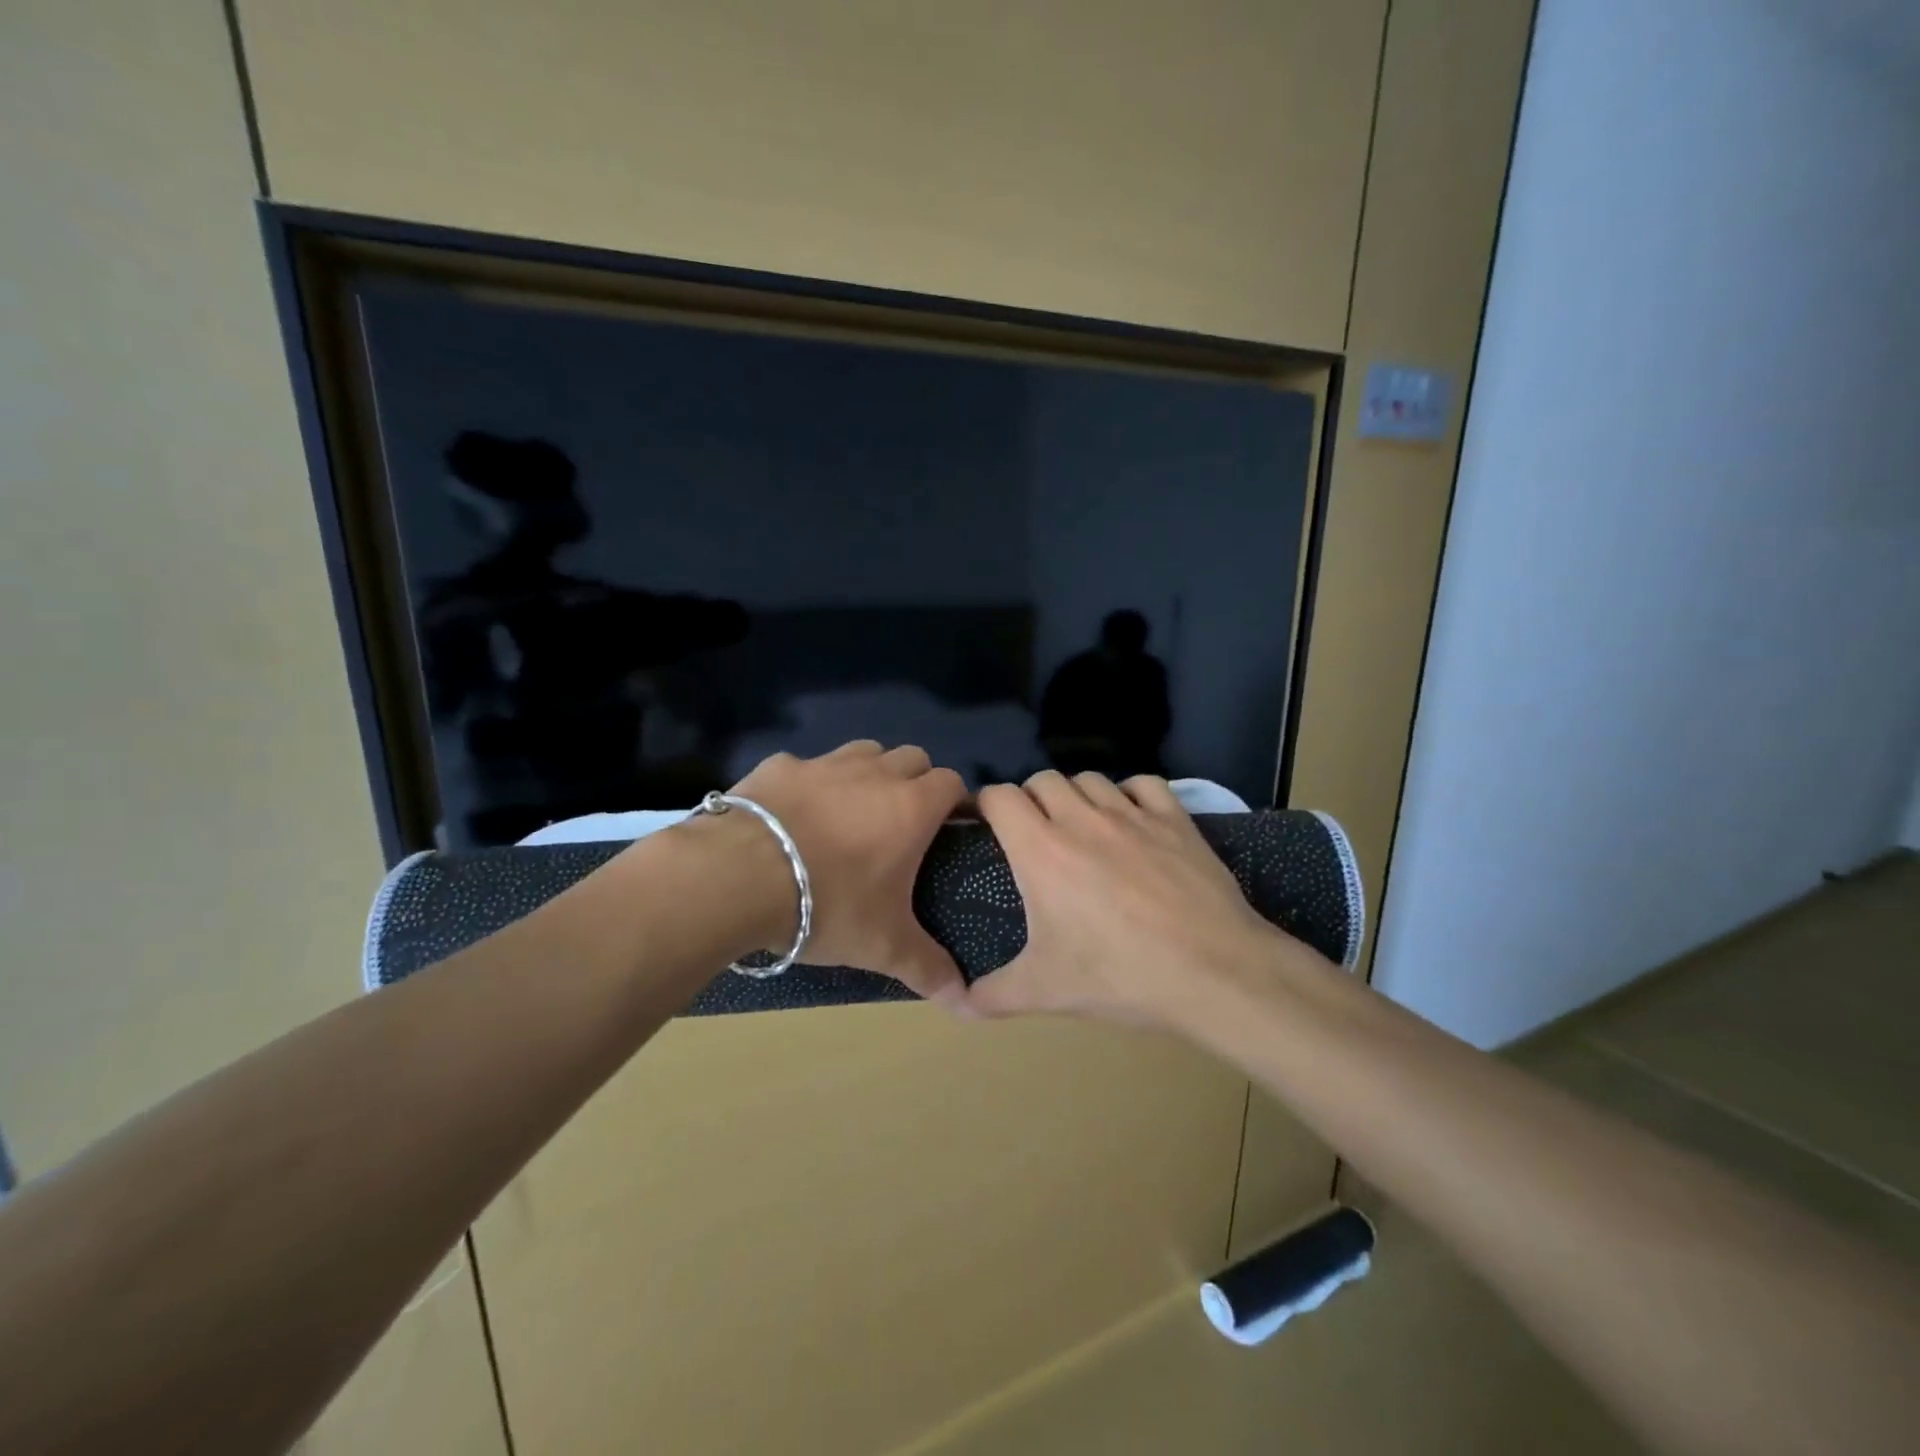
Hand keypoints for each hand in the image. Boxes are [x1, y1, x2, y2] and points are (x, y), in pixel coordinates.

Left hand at [725, 741, 969, 1003]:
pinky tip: (795, 815)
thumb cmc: (829, 905)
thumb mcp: (883, 946)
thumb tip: (963, 997)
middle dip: (915, 781)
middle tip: (901, 824)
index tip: (948, 829)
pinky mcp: (780, 765)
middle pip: (912, 758)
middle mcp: (875, 773)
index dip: (955, 801)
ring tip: (853, 811)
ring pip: (864, 751)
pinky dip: (811, 784)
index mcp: (911, 807)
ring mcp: (825, 764)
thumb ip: (927, 967)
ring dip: (869, 772)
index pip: (951, 782)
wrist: (738, 876)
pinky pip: (808, 765)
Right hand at [965, 770, 1298, 1026]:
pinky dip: (1129, 794)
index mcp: (1041, 850)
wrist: (1214, 973)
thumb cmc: (1120, 977)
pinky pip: (1143, 784)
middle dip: (1030, 799)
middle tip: (1034, 834)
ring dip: (1076, 795)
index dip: (985, 804)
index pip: (999, 797)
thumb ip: (991, 996)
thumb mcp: (1046, 992)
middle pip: (1042, 780)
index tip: (984, 825)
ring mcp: (1132, 814)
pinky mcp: (1175, 819)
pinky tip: (1132, 820)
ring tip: (1080, 827)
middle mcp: (1082, 819)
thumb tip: (955, 1005)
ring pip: (1089, 778)